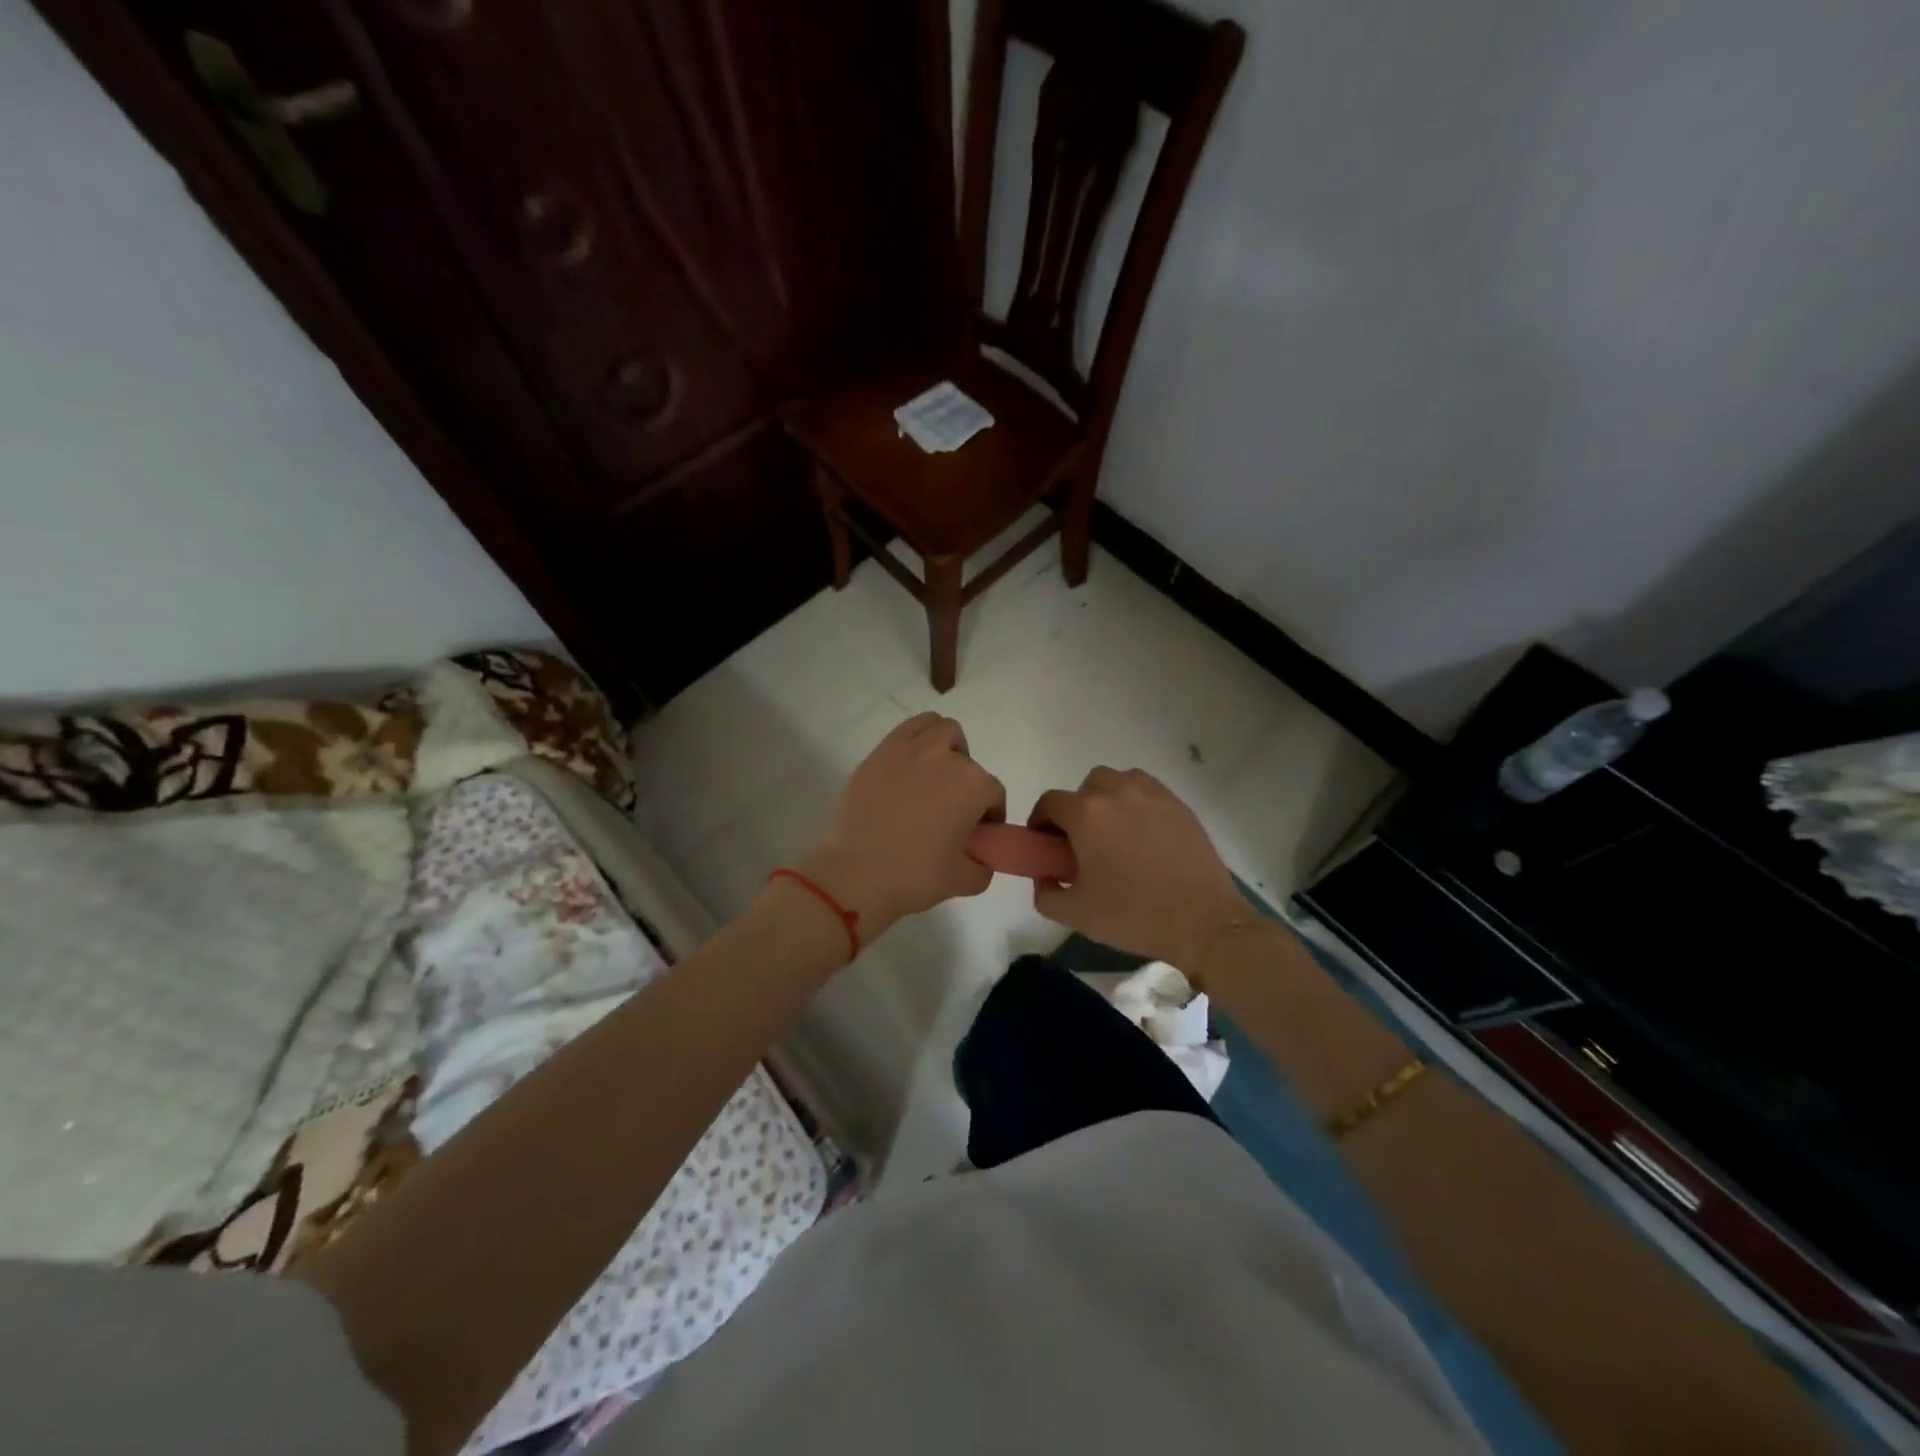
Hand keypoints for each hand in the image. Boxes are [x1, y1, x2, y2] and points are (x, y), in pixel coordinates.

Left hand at [798, 713, 1005, 939]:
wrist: (856, 874)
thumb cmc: (915, 876)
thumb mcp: (965, 881)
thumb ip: (984, 865)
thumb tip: (981, 857)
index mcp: (973, 785)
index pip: (994, 794)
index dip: (990, 816)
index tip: (978, 834)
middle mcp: (945, 757)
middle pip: (968, 761)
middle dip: (966, 783)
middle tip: (952, 809)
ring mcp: (909, 750)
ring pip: (939, 729)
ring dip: (945, 748)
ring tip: (933, 778)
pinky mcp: (878, 753)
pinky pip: (906, 731)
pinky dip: (915, 742)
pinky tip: (907, 771)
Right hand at [1029, 767, 1249, 971]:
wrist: (1202, 921)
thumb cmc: (1132, 915)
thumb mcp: (1075, 914)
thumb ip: (1046, 894)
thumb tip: (1045, 877)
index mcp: (1086, 814)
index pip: (1050, 802)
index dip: (1041, 822)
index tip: (1046, 845)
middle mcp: (1117, 792)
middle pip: (1086, 787)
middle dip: (1077, 809)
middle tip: (1082, 842)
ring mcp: (1152, 795)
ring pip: (1119, 782)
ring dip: (1108, 800)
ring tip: (1114, 834)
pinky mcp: (1179, 806)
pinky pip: (1148, 791)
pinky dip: (1137, 803)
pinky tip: (1143, 834)